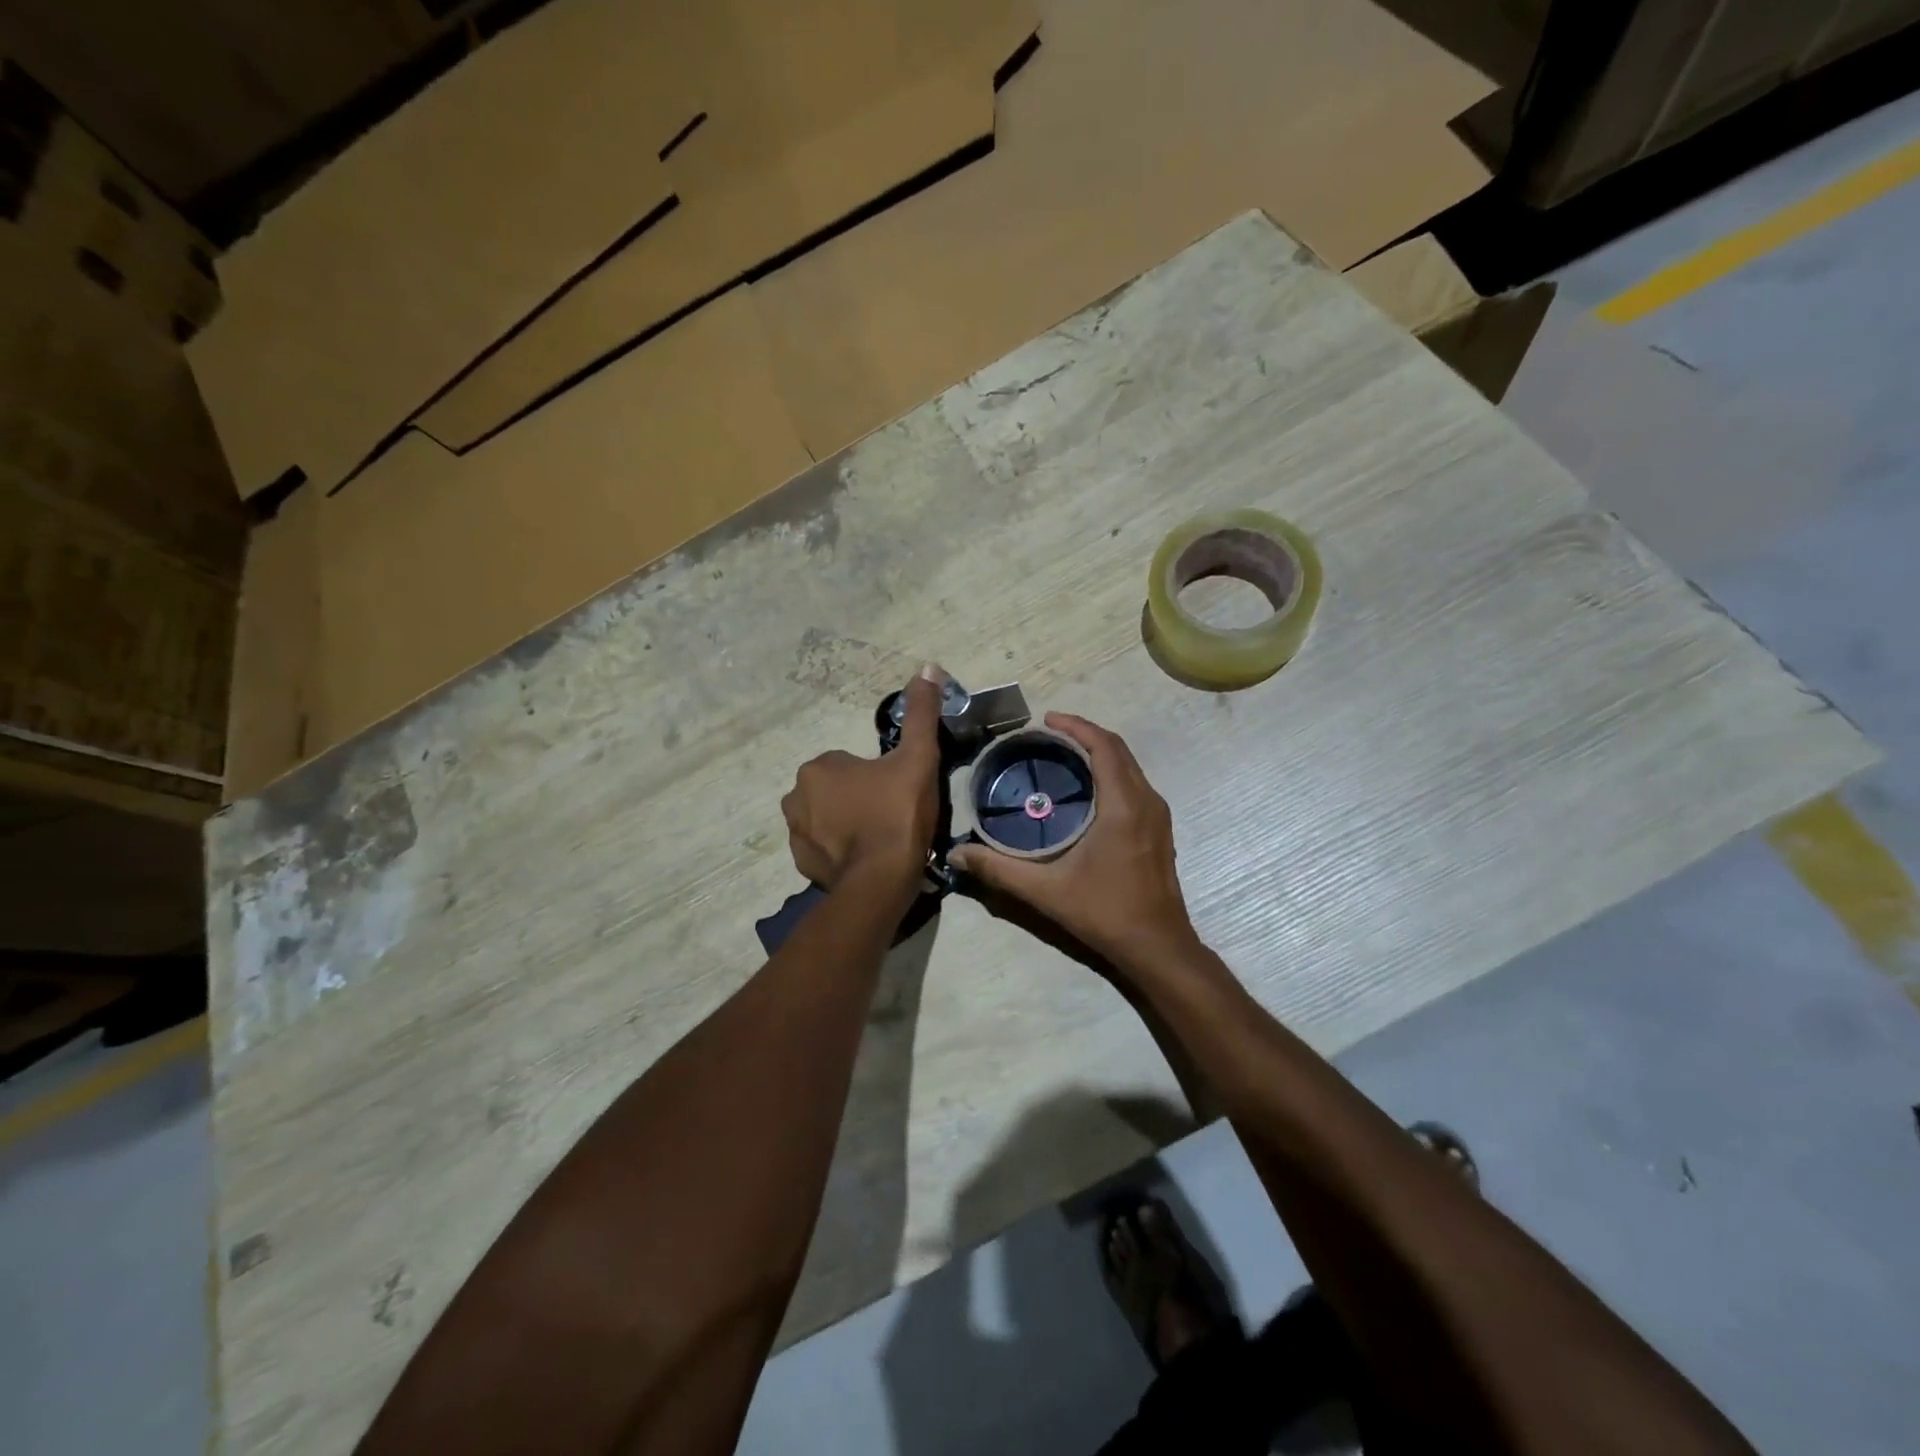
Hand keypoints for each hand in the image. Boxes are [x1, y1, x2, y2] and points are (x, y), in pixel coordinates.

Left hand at [782, 668, 943, 889]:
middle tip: (891, 814)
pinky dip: (839, 851)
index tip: (897, 793)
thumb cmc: (898, 814)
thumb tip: (928, 667)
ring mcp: (796, 834)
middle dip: (858, 798)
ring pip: (826, 818)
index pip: (848, 763)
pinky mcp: (802, 864)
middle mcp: (795, 796)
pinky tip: (865, 859)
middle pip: (835, 790)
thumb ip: (921, 714)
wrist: (882, 880)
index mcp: (818, 767)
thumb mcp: (918, 758)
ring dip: (846, 824)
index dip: (877, 777)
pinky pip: (822, 848)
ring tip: (880, 839)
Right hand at [949, 714, 1197, 968]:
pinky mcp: (1159, 830)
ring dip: (1100, 753)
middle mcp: (1146, 801)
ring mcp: (1158, 816)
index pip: (1104, 746)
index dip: (1076, 726)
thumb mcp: (1046, 890)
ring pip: (1130, 767)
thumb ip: (999, 869)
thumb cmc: (1105, 912)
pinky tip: (1087, 790)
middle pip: (1119, 750)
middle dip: (1085, 734)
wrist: (1157, 947)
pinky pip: (1134, 784)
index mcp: (1124, 805)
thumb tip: (957, 853)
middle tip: (1049, 734)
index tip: (1046, 719)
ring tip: (1064, 755)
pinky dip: (1111, 773)